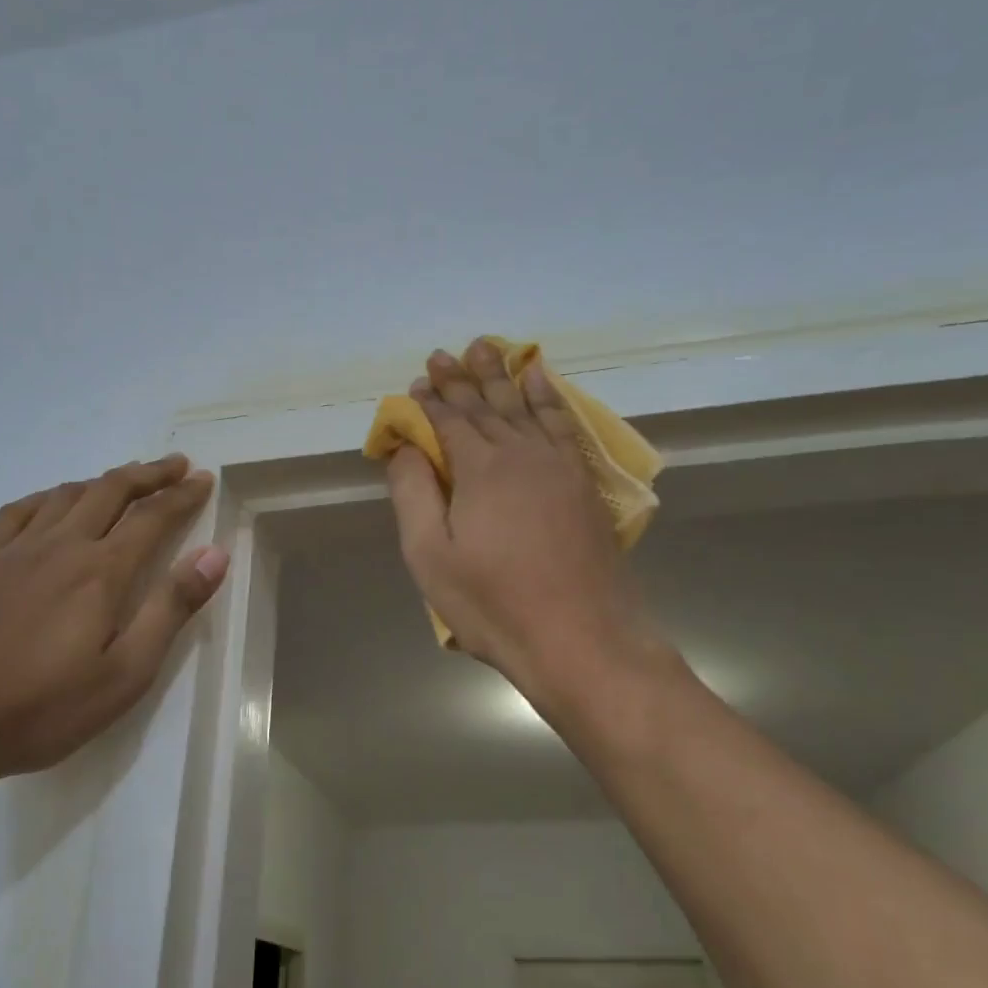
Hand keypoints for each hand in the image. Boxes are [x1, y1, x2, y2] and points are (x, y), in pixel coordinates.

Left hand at [0, 454, 227, 785]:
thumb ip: (171, 608)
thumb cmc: (44, 708)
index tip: (204, 479)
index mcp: (102, 571)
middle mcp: (62, 544)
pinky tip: (56, 500)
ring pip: (67, 493)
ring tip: (126, 480)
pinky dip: (49, 495)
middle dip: (149, 474)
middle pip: (111, 490)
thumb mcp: (125, 673)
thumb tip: (214, 554)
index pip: (153, 516)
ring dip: (104, 480)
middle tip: (176, 465)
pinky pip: (19, 510)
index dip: (182, 494)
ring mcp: (15, 549)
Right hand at [386, 343, 657, 717]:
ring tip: (487, 348)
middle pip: (485, 405)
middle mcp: (521, 453)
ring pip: (523, 405)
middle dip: (461, 378)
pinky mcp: (583, 482)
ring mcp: (558, 465)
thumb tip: (405, 445)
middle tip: (444, 354)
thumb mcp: (431, 557)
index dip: (430, 401)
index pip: (449, 421)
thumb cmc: (495, 604)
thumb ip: (413, 493)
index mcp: (480, 469)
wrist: (583, 639)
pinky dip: (548, 396)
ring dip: (502, 375)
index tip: (416, 383)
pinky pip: (562, 422)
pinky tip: (541, 380)